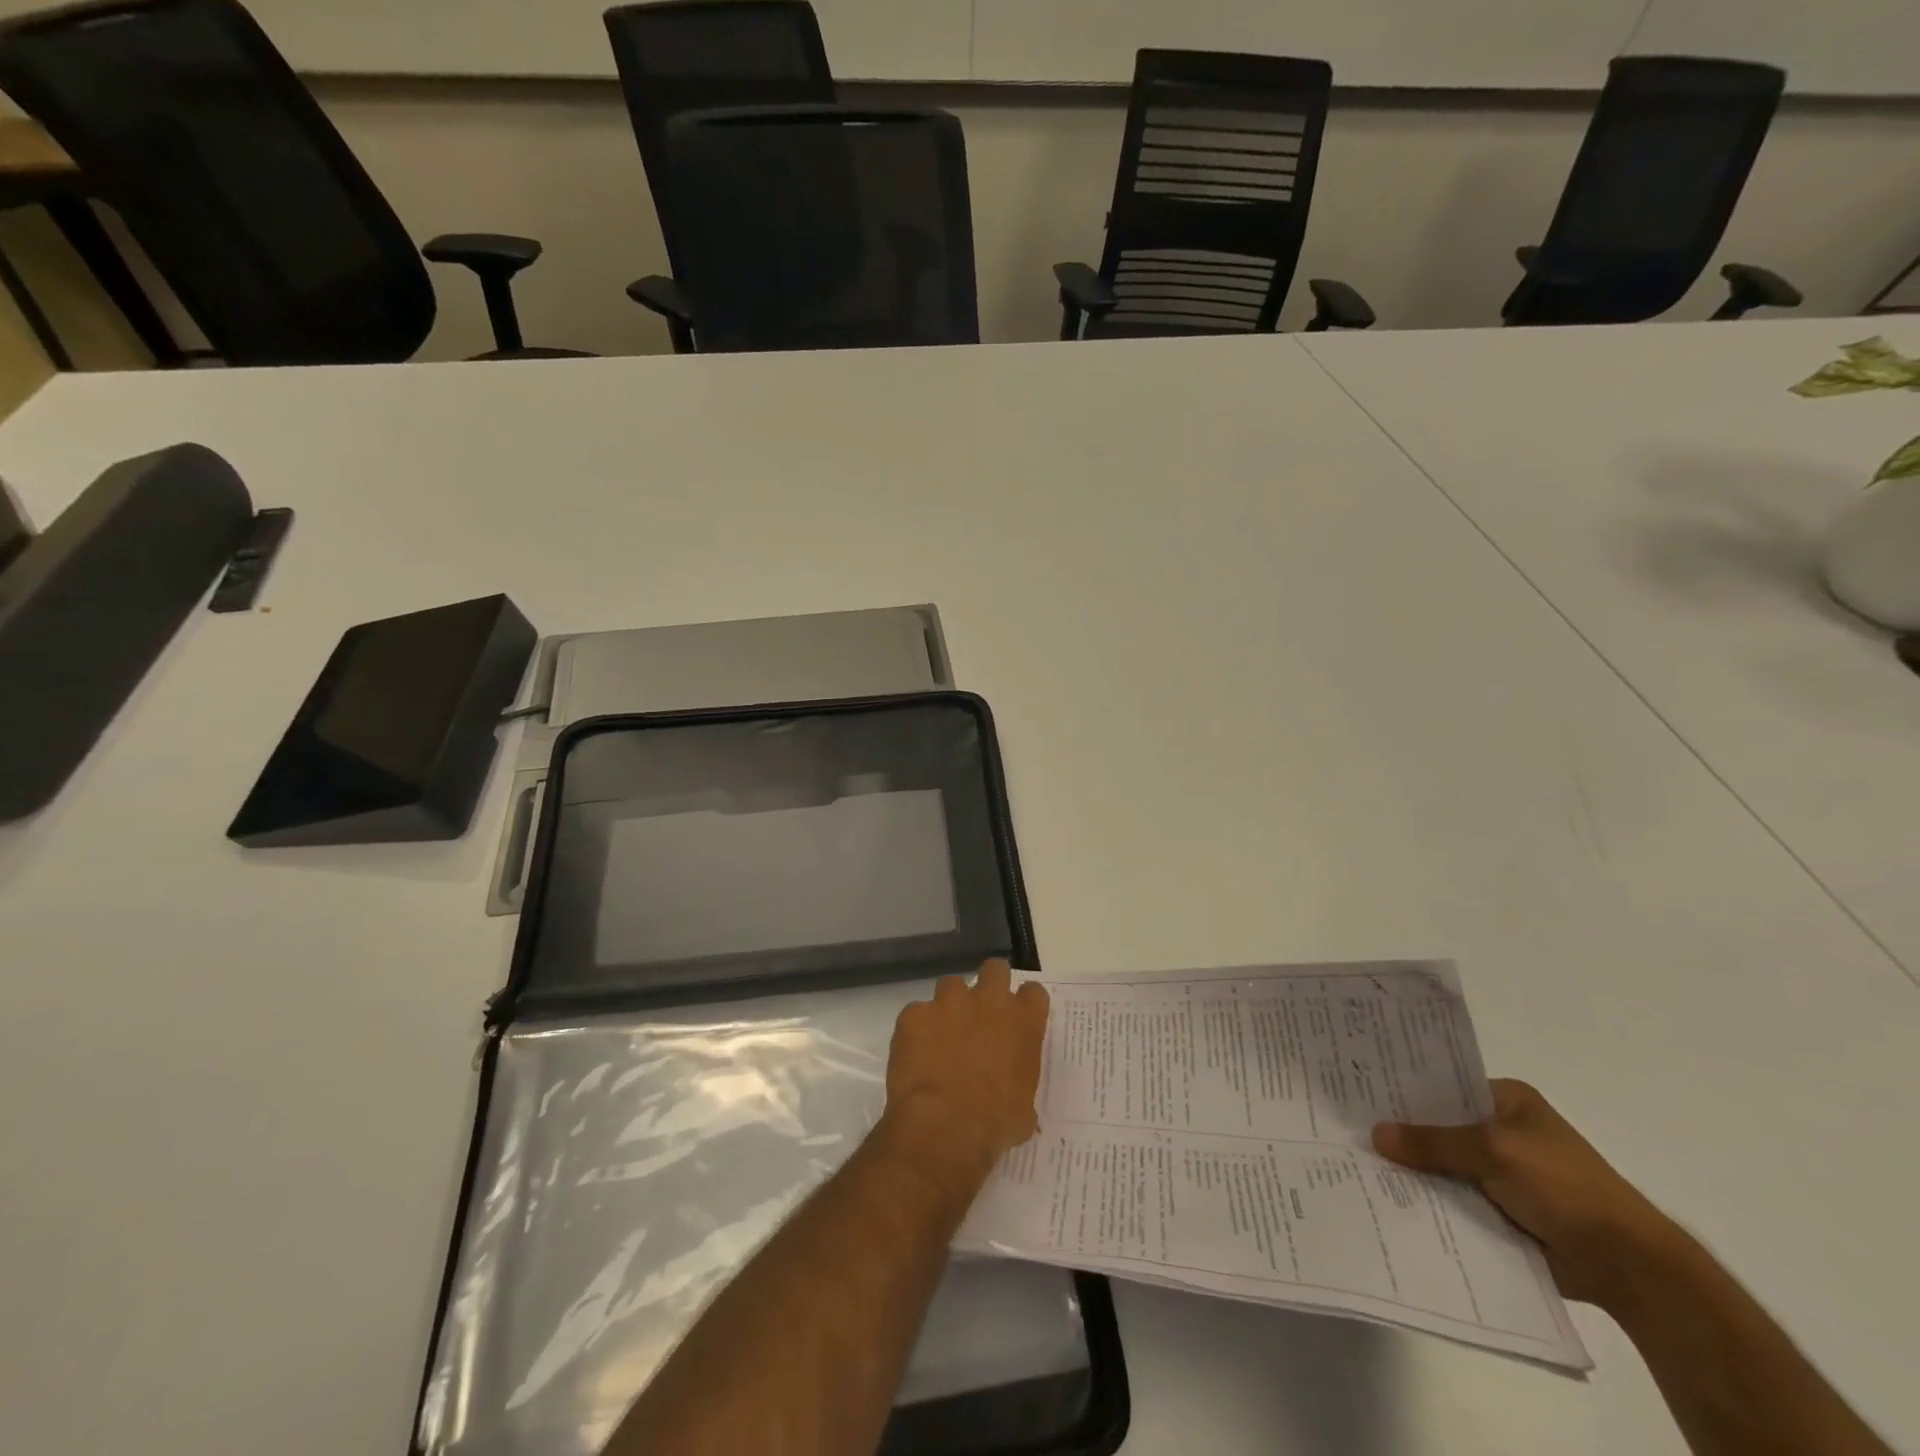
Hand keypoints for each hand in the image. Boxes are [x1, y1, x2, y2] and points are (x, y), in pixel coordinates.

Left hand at [880, 959, 1049, 1189]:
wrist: (944, 1126)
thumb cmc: (995, 1123)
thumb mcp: (1023, 1112)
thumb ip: (1021, 1091)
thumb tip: (1017, 1106)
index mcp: (1023, 1022)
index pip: (1033, 992)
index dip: (1025, 1003)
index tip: (1018, 1017)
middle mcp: (988, 1001)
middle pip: (995, 969)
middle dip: (990, 984)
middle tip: (983, 1009)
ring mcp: (948, 1002)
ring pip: (951, 984)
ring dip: (950, 1004)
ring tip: (943, 1032)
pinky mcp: (914, 1014)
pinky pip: (916, 1013)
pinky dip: (917, 1029)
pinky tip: (915, 1053)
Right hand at [1373, 1079, 1677, 1308]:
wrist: (1629, 1266)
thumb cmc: (1565, 1187)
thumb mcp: (1495, 1151)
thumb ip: (1434, 1142)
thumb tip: (1375, 1134)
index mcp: (1506, 1100)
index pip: (1443, 1084)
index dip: (1404, 1088)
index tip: (1359, 1090)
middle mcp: (1500, 1131)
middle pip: (1438, 1126)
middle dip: (1402, 1133)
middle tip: (1346, 1128)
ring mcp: (1500, 1173)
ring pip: (1442, 1165)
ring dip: (1413, 1171)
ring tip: (1354, 1164)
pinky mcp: (1500, 1211)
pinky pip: (1453, 1198)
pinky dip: (1430, 1201)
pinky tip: (1388, 1200)